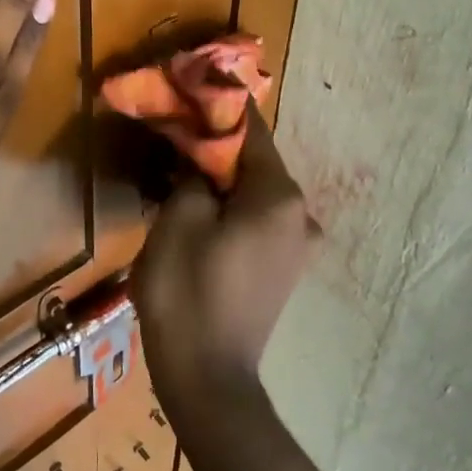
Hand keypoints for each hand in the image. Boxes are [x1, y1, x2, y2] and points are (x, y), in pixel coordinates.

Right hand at [132, 104, 319, 402]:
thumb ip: (194, 172)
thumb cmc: (188, 290)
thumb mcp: (178, 219)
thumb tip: (199, 152)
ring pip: (252, 192)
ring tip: (175, 174)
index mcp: (279, 196)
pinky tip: (195, 212)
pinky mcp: (283, 269)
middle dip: (212, 146)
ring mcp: (296, 245)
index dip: (216, 108)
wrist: (207, 378)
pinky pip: (255, 220)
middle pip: (252, 162)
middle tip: (171, 136)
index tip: (187, 92)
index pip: (250, 130)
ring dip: (217, 179)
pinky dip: (228, 207)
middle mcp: (300, 215)